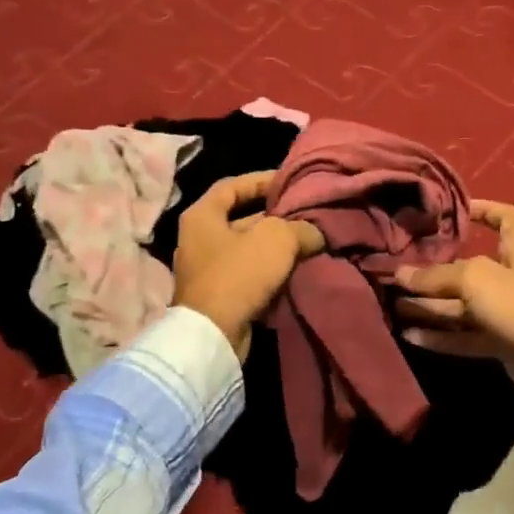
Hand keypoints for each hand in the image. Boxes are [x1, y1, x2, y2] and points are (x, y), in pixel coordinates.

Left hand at [172, 172, 324, 357]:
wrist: (214, 334)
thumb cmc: (239, 274)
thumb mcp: (277, 239)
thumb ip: (300, 227)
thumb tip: (315, 233)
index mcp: (202, 215)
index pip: (232, 186)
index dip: (261, 180)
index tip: (288, 182)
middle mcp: (198, 239)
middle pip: (241, 220)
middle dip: (274, 219)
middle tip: (305, 216)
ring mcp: (205, 270)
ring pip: (248, 251)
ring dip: (275, 249)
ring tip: (308, 244)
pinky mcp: (216, 297)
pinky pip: (248, 276)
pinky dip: (270, 273)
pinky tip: (295, 272)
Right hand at [393, 200, 513, 395]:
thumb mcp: (475, 280)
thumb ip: (436, 276)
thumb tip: (401, 274)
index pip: (508, 218)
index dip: (486, 209)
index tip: (457, 209)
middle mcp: (511, 279)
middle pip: (470, 269)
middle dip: (435, 271)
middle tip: (402, 272)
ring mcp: (506, 313)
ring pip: (462, 306)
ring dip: (430, 306)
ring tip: (396, 305)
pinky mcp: (500, 342)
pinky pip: (464, 336)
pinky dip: (439, 336)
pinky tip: (409, 335)